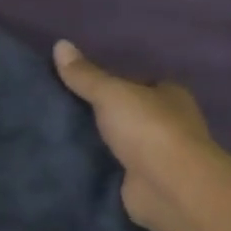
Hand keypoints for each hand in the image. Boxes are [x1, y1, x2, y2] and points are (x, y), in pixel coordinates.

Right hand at [54, 40, 211, 230]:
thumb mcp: (110, 93)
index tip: (81, 85)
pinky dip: (100, 167)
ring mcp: (160, 157)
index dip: (114, 84)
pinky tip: (73, 162)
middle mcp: (170, 124)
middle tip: (63, 109)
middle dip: (105, 114)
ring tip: (60, 135)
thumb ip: (85, 74)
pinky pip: (117, 169)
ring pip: (124, 142)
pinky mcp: (147, 184)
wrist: (169, 187)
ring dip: (102, 142)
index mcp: (170, 95)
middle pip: (131, 114)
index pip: (139, 83)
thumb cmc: (148, 128)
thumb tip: (60, 44)